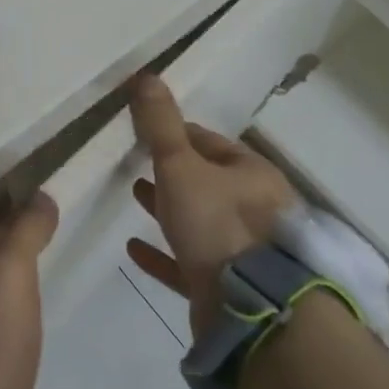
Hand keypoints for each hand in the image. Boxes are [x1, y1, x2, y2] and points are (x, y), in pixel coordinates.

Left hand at [0, 192, 58, 388]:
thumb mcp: (10, 273)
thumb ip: (24, 230)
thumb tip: (40, 195)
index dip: (8, 207)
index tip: (39, 198)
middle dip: (4, 242)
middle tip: (44, 233)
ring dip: (3, 279)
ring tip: (36, 274)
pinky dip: (2, 314)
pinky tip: (20, 324)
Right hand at [125, 74, 298, 339]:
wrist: (254, 315)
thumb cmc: (218, 225)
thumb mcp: (181, 166)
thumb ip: (161, 125)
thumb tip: (146, 74)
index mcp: (252, 174)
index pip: (209, 143)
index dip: (176, 134)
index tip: (146, 132)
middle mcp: (255, 210)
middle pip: (206, 182)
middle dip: (172, 172)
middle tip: (137, 162)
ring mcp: (244, 254)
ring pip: (200, 222)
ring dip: (168, 209)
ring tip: (134, 195)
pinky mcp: (228, 291)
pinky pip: (189, 265)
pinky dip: (163, 254)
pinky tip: (133, 250)